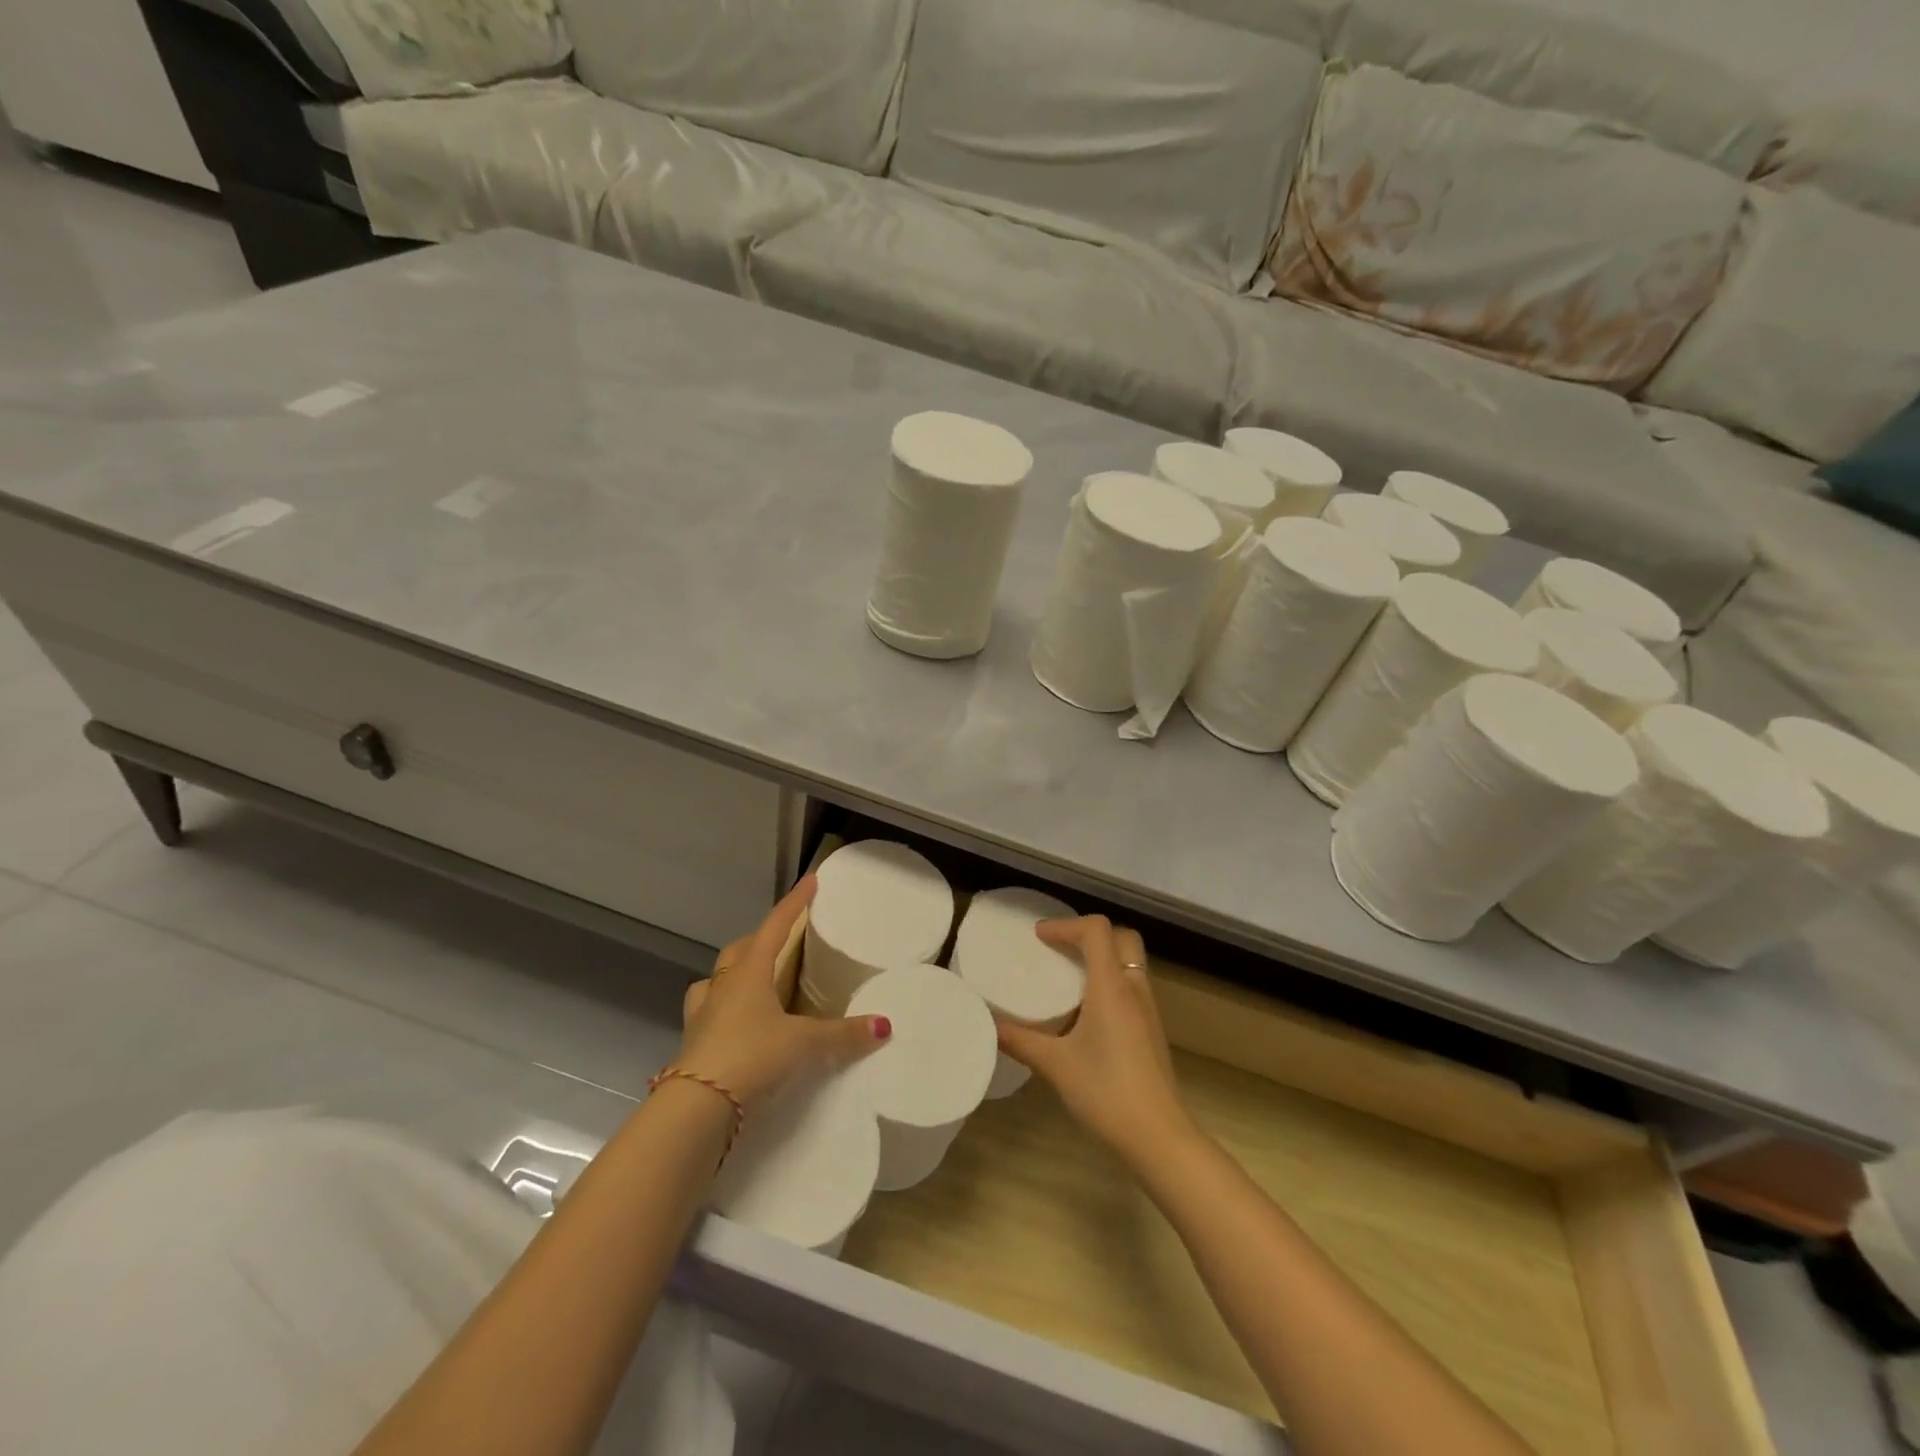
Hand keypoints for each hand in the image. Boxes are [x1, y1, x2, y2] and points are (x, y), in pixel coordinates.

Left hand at [676, 877, 889, 1107]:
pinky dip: (723, 1012)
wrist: (696, 1106)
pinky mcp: (693, 1044)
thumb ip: (843, 1034)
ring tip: (752, 982)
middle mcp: (722, 986)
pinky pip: (708, 1014)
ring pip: (716, 980)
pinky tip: (735, 1025)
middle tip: (782, 940)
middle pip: (740, 949)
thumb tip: (884, 1026)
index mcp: (749, 972)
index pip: (775, 926)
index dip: (795, 903)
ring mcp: (702, 1015)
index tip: (810, 881)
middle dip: (761, 939)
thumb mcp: (804, 1044)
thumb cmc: (751, 1056)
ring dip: (733, 975)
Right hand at [995, 915, 1196, 1164]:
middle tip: (1060, 949)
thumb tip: (988, 1023)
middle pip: (1122, 938)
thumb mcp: (1054, 1065)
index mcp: (1111, 987)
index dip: (1067, 925)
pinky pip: (1132, 986)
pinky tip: (1088, 1012)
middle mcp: (1134, 989)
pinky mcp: (1152, 1030)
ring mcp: (1148, 1010)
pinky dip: (1111, 981)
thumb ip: (1019, 1040)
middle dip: (1090, 934)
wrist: (1159, 1137)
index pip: (1097, 930)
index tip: (1039, 937)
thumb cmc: (1106, 1093)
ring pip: (1130, 962)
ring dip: (1102, 958)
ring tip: (1069, 977)